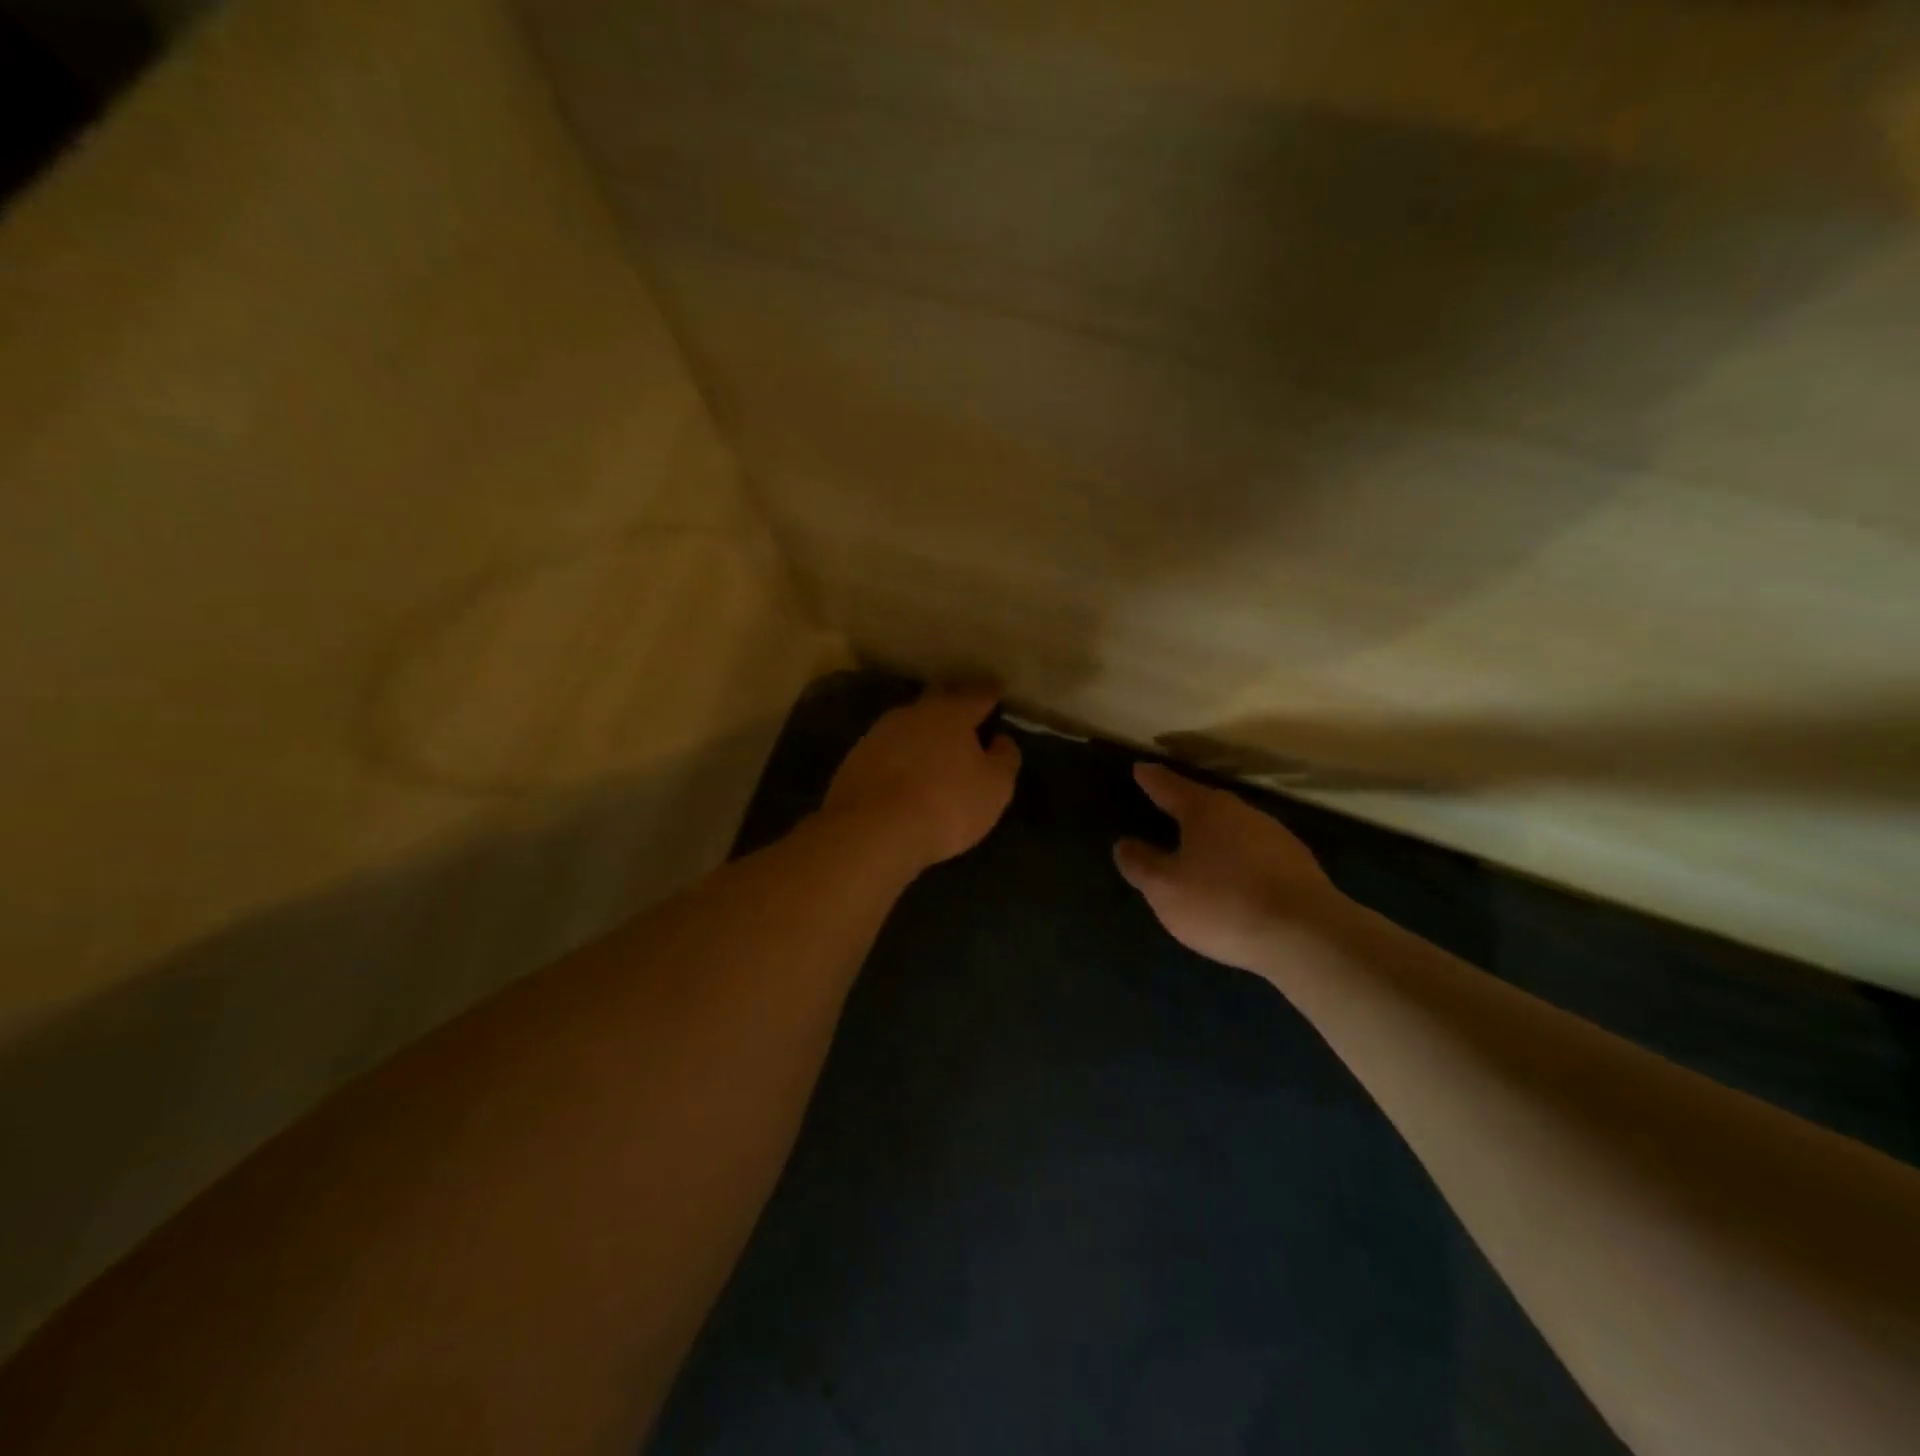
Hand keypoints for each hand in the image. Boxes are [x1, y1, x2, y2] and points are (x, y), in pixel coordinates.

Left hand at [823, 687, 1021, 870]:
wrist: (870, 830)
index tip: (997, 691)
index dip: (990, 693)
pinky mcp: (855, 760)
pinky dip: (901, 757)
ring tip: (936, 749)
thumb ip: (1004, 759)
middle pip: (938, 699)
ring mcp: (879, 734)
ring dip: (924, 733)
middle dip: (953, 703)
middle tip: (966, 714)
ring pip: (910, 725)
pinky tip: (906, 774)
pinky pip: (888, 750)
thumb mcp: (994, 788)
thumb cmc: (945, 804)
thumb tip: (1000, 740)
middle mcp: (913, 713)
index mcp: (951, 712)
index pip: (977, 693)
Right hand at [1114, 763, 1347, 974]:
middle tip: (1166, 808)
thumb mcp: (1165, 889)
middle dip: (1185, 806)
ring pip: (1234, 827)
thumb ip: (1141, 864)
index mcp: (1205, 810)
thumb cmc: (1223, 903)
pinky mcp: (1298, 864)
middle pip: (1206, 803)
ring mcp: (1275, 836)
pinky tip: (1234, 878)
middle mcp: (1241, 812)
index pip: (1169, 786)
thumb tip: (1124, 844)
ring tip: (1198, 848)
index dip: (1151, 779)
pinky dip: (1238, 858)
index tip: (1140, 768)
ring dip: (1215, 835)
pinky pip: (1255, 852)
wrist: (1307, 935)